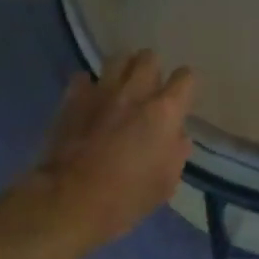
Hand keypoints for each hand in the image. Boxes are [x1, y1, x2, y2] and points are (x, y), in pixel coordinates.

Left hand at [36, 51, 195, 250]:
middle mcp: (135, 92)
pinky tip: (89, 101)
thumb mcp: (165, 183)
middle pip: (149, 58)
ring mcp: (101, 91)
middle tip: (149, 91)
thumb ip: (176, 153)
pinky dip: (89, 86)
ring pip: (117, 59)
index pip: (185, 78)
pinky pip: (84, 78)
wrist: (73, 199)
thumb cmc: (127, 197)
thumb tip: (177, 135)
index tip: (181, 99)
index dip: (185, 86)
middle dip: (152, 70)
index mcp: (164, 112)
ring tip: (120, 88)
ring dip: (123, 70)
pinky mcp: (73, 98)